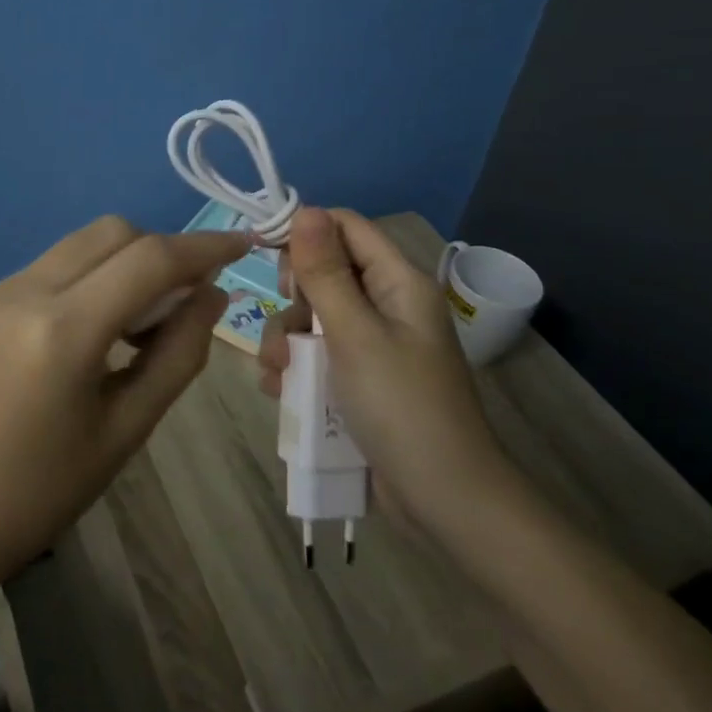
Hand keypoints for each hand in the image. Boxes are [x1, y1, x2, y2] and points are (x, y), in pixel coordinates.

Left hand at [0, 216, 247, 587]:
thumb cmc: (46, 489)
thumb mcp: (128, 427)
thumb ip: (180, 353)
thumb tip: (213, 294)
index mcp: (64, 330)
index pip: (149, 259)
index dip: (203, 246)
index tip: (242, 244)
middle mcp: (28, 289)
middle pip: (115, 232)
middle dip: (163, 250)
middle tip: (191, 295)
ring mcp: (2, 288)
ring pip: (85, 240)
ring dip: (129, 258)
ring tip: (149, 316)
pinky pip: (59, 262)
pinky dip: (96, 272)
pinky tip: (105, 321)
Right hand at [260, 208, 507, 524]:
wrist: (444, 502)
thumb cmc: (401, 407)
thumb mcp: (355, 335)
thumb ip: (325, 272)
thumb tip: (305, 209)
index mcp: (398, 282)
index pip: (345, 227)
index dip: (305, 232)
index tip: (266, 256)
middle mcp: (387, 304)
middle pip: (325, 273)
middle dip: (293, 299)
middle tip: (287, 326)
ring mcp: (374, 344)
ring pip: (313, 317)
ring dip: (287, 340)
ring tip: (278, 374)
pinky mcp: (361, 379)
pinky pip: (317, 355)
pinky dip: (296, 368)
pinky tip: (281, 392)